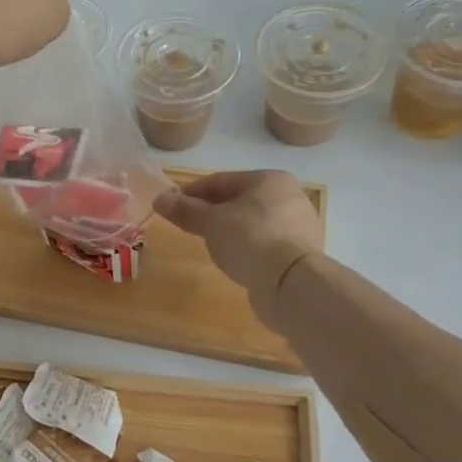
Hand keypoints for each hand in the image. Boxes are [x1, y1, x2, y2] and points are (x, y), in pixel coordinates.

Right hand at [155, 171, 323, 314]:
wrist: (291, 282)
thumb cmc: (249, 239)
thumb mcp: (210, 222)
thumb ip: (185, 210)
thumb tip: (159, 200)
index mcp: (268, 179)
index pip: (220, 181)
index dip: (191, 193)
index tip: (171, 206)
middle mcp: (289, 195)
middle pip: (238, 200)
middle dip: (212, 211)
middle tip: (189, 226)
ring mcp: (300, 223)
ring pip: (253, 221)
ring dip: (230, 229)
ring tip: (210, 244)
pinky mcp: (302, 251)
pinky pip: (266, 241)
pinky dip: (248, 245)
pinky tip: (235, 258)